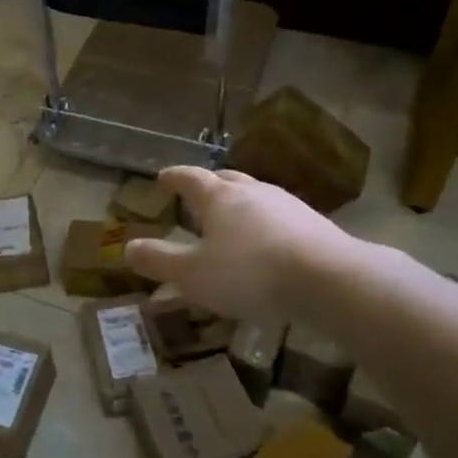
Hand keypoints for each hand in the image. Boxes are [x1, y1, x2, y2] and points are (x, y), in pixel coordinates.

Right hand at [124, 166, 351, 324]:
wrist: (330, 280)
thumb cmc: (250, 273)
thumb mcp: (193, 274)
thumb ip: (159, 261)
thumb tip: (128, 248)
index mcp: (219, 198)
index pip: (190, 178)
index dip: (174, 177)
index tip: (162, 177)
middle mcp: (252, 192)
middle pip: (225, 179)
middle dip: (208, 184)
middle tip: (196, 192)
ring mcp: (287, 205)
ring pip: (255, 195)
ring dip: (238, 203)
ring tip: (231, 218)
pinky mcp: (313, 224)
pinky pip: (278, 216)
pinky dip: (264, 223)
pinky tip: (266, 242)